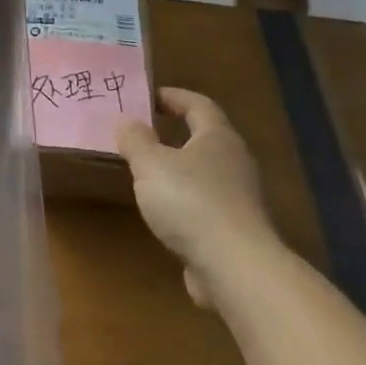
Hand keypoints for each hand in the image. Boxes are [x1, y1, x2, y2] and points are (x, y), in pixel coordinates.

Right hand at [117, 87, 275, 305]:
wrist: (235, 268)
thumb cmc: (191, 202)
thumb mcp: (150, 164)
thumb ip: (135, 139)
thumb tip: (126, 122)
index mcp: (218, 138)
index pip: (198, 104)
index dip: (173, 96)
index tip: (148, 96)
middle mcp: (235, 162)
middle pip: (205, 137)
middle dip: (176, 131)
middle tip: (143, 131)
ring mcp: (239, 198)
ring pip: (205, 172)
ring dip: (179, 168)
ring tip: (147, 171)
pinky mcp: (235, 230)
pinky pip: (205, 203)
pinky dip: (185, 200)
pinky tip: (164, 211)